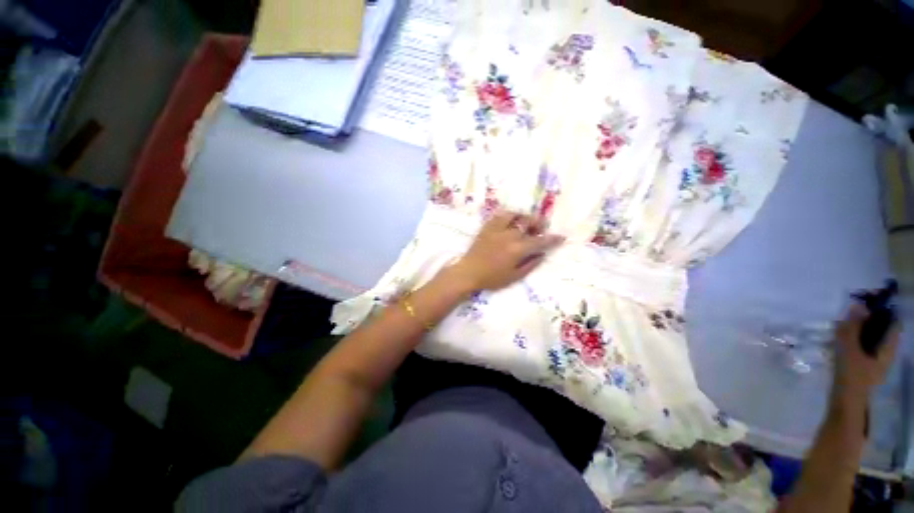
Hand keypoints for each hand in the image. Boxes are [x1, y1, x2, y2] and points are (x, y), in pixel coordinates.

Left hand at [448, 211, 564, 291]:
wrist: (469, 272)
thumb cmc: (492, 278)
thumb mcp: (514, 276)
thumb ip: (530, 264)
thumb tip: (542, 254)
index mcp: (518, 249)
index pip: (540, 241)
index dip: (552, 239)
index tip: (560, 237)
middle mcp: (510, 235)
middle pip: (528, 222)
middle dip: (539, 224)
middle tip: (541, 229)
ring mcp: (497, 229)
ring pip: (515, 215)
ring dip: (524, 217)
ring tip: (526, 223)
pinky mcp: (487, 227)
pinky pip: (500, 215)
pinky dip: (509, 216)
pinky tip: (510, 221)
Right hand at [832, 304, 900, 408]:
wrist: (845, 407)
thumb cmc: (851, 378)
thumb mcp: (849, 351)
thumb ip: (851, 329)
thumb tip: (857, 305)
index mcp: (888, 349)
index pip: (892, 322)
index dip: (883, 310)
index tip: (867, 300)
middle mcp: (885, 353)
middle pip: (881, 330)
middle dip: (867, 320)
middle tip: (849, 314)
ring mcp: (873, 362)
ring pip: (869, 339)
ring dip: (857, 331)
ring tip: (840, 328)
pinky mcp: (862, 367)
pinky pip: (861, 348)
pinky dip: (852, 341)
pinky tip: (838, 343)